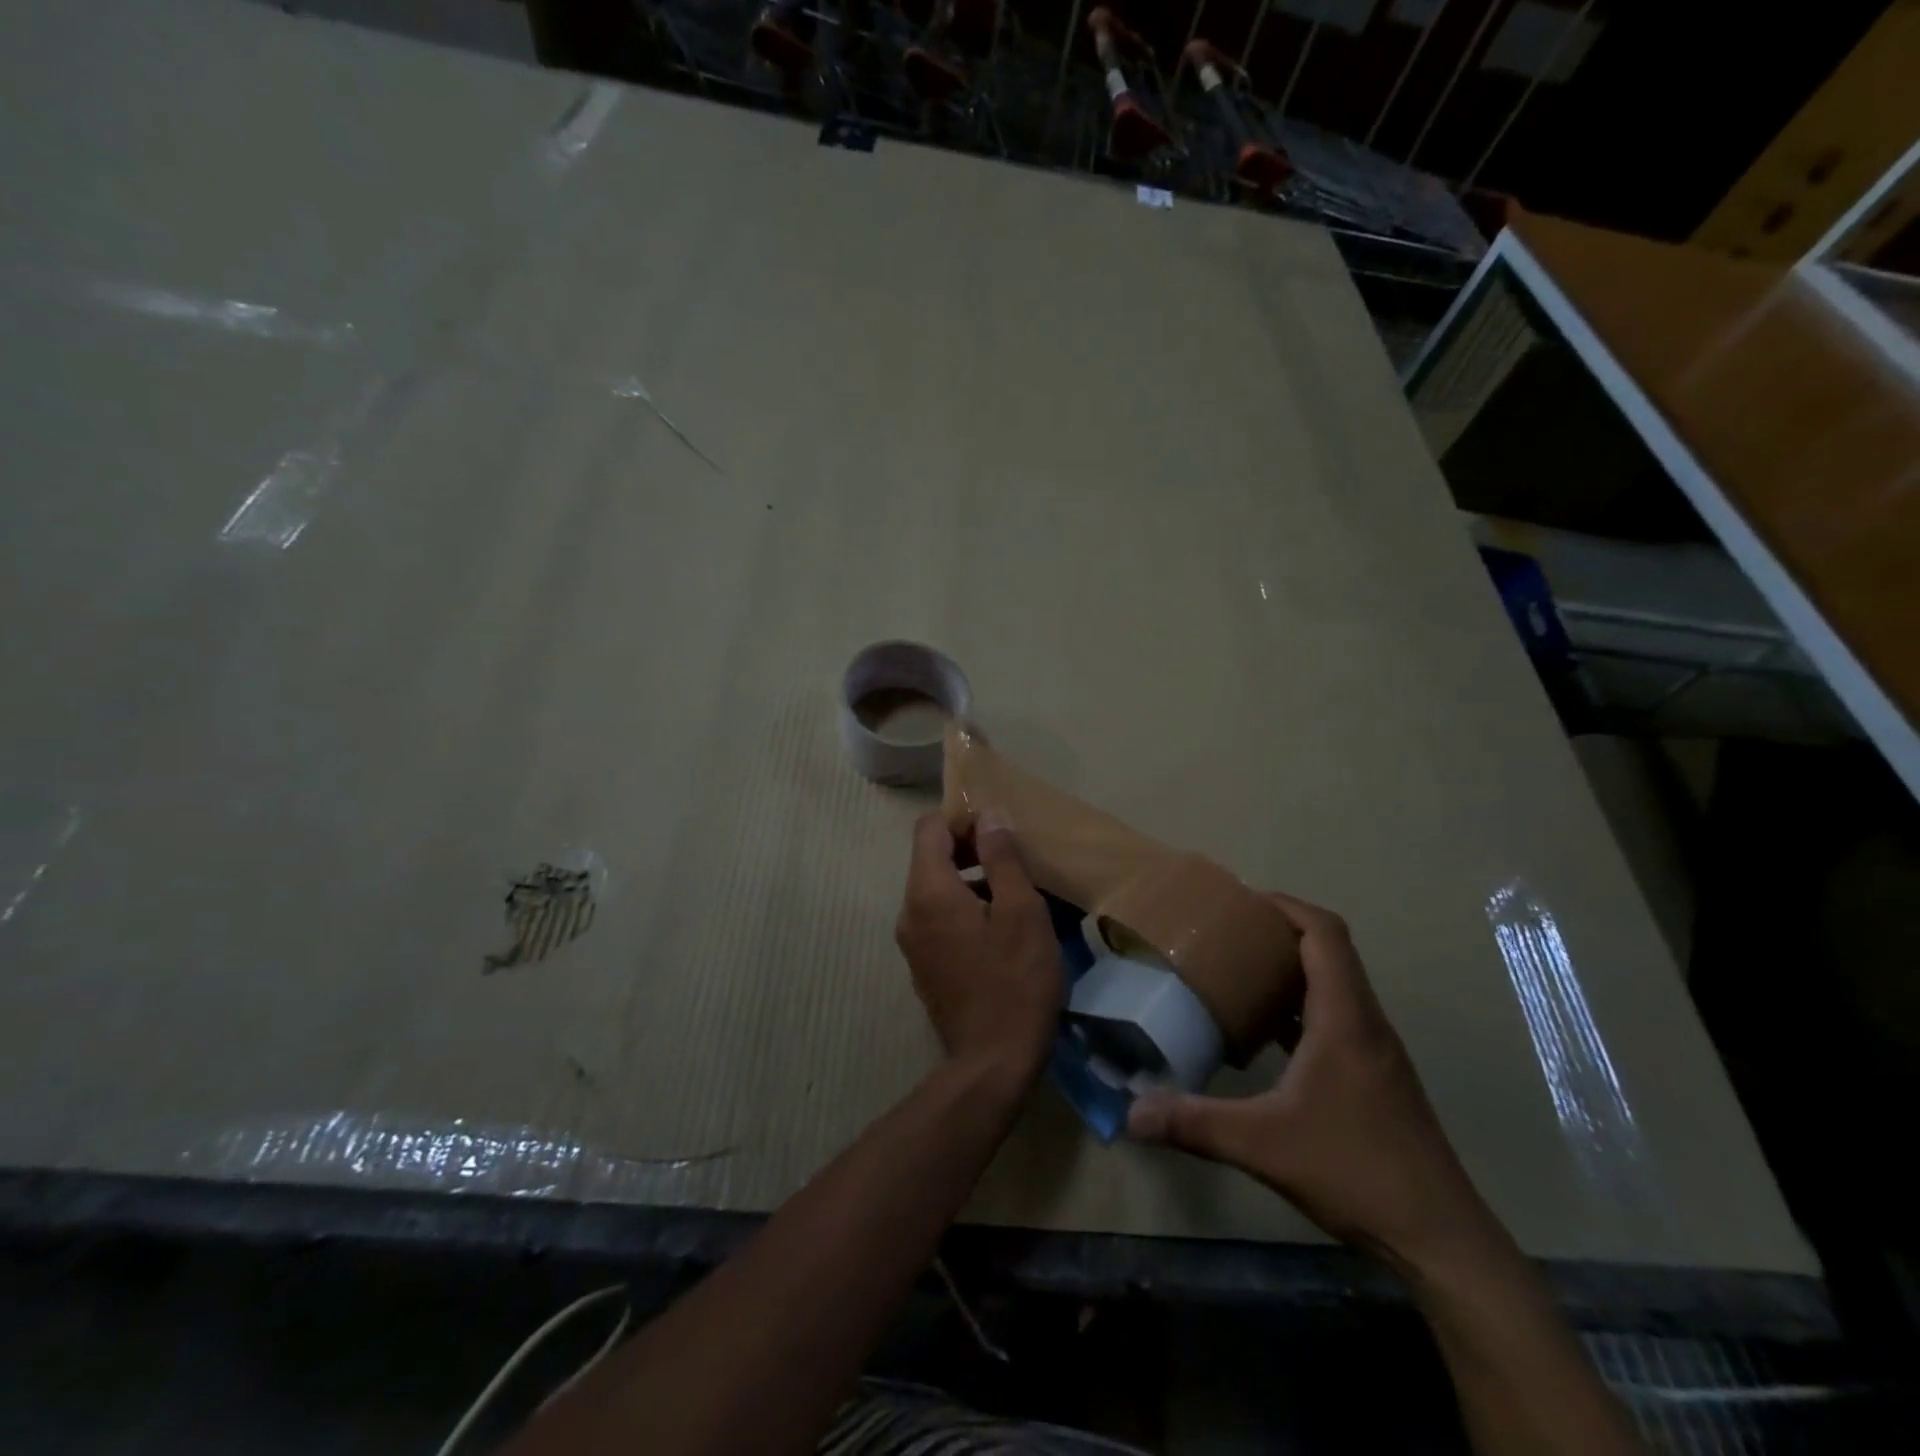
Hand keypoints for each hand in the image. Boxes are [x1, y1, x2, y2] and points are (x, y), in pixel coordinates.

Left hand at [894, 811, 1062, 1086]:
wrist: (992, 1063)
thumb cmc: (1015, 981)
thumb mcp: (1021, 912)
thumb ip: (1002, 858)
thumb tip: (988, 816)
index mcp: (928, 891)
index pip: (929, 828)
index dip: (962, 819)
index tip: (999, 830)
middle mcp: (909, 911)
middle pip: (930, 858)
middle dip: (970, 849)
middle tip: (1014, 860)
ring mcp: (912, 942)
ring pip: (936, 890)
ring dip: (970, 881)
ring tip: (1014, 894)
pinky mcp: (923, 966)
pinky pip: (938, 919)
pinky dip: (963, 909)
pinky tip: (999, 929)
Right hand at [1128, 893, 1497, 1279]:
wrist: (1439, 1239)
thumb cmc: (1355, 1171)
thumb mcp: (1262, 1144)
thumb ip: (1194, 1123)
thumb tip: (1132, 1113)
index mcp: (1344, 1018)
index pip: (1324, 933)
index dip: (1285, 906)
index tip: (1242, 902)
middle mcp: (1365, 1023)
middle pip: (1330, 951)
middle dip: (1280, 932)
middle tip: (1228, 935)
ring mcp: (1375, 1052)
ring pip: (1334, 986)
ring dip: (1292, 970)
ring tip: (1240, 975)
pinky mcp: (1376, 1078)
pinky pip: (1335, 1019)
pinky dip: (1301, 1009)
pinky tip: (1267, 1038)